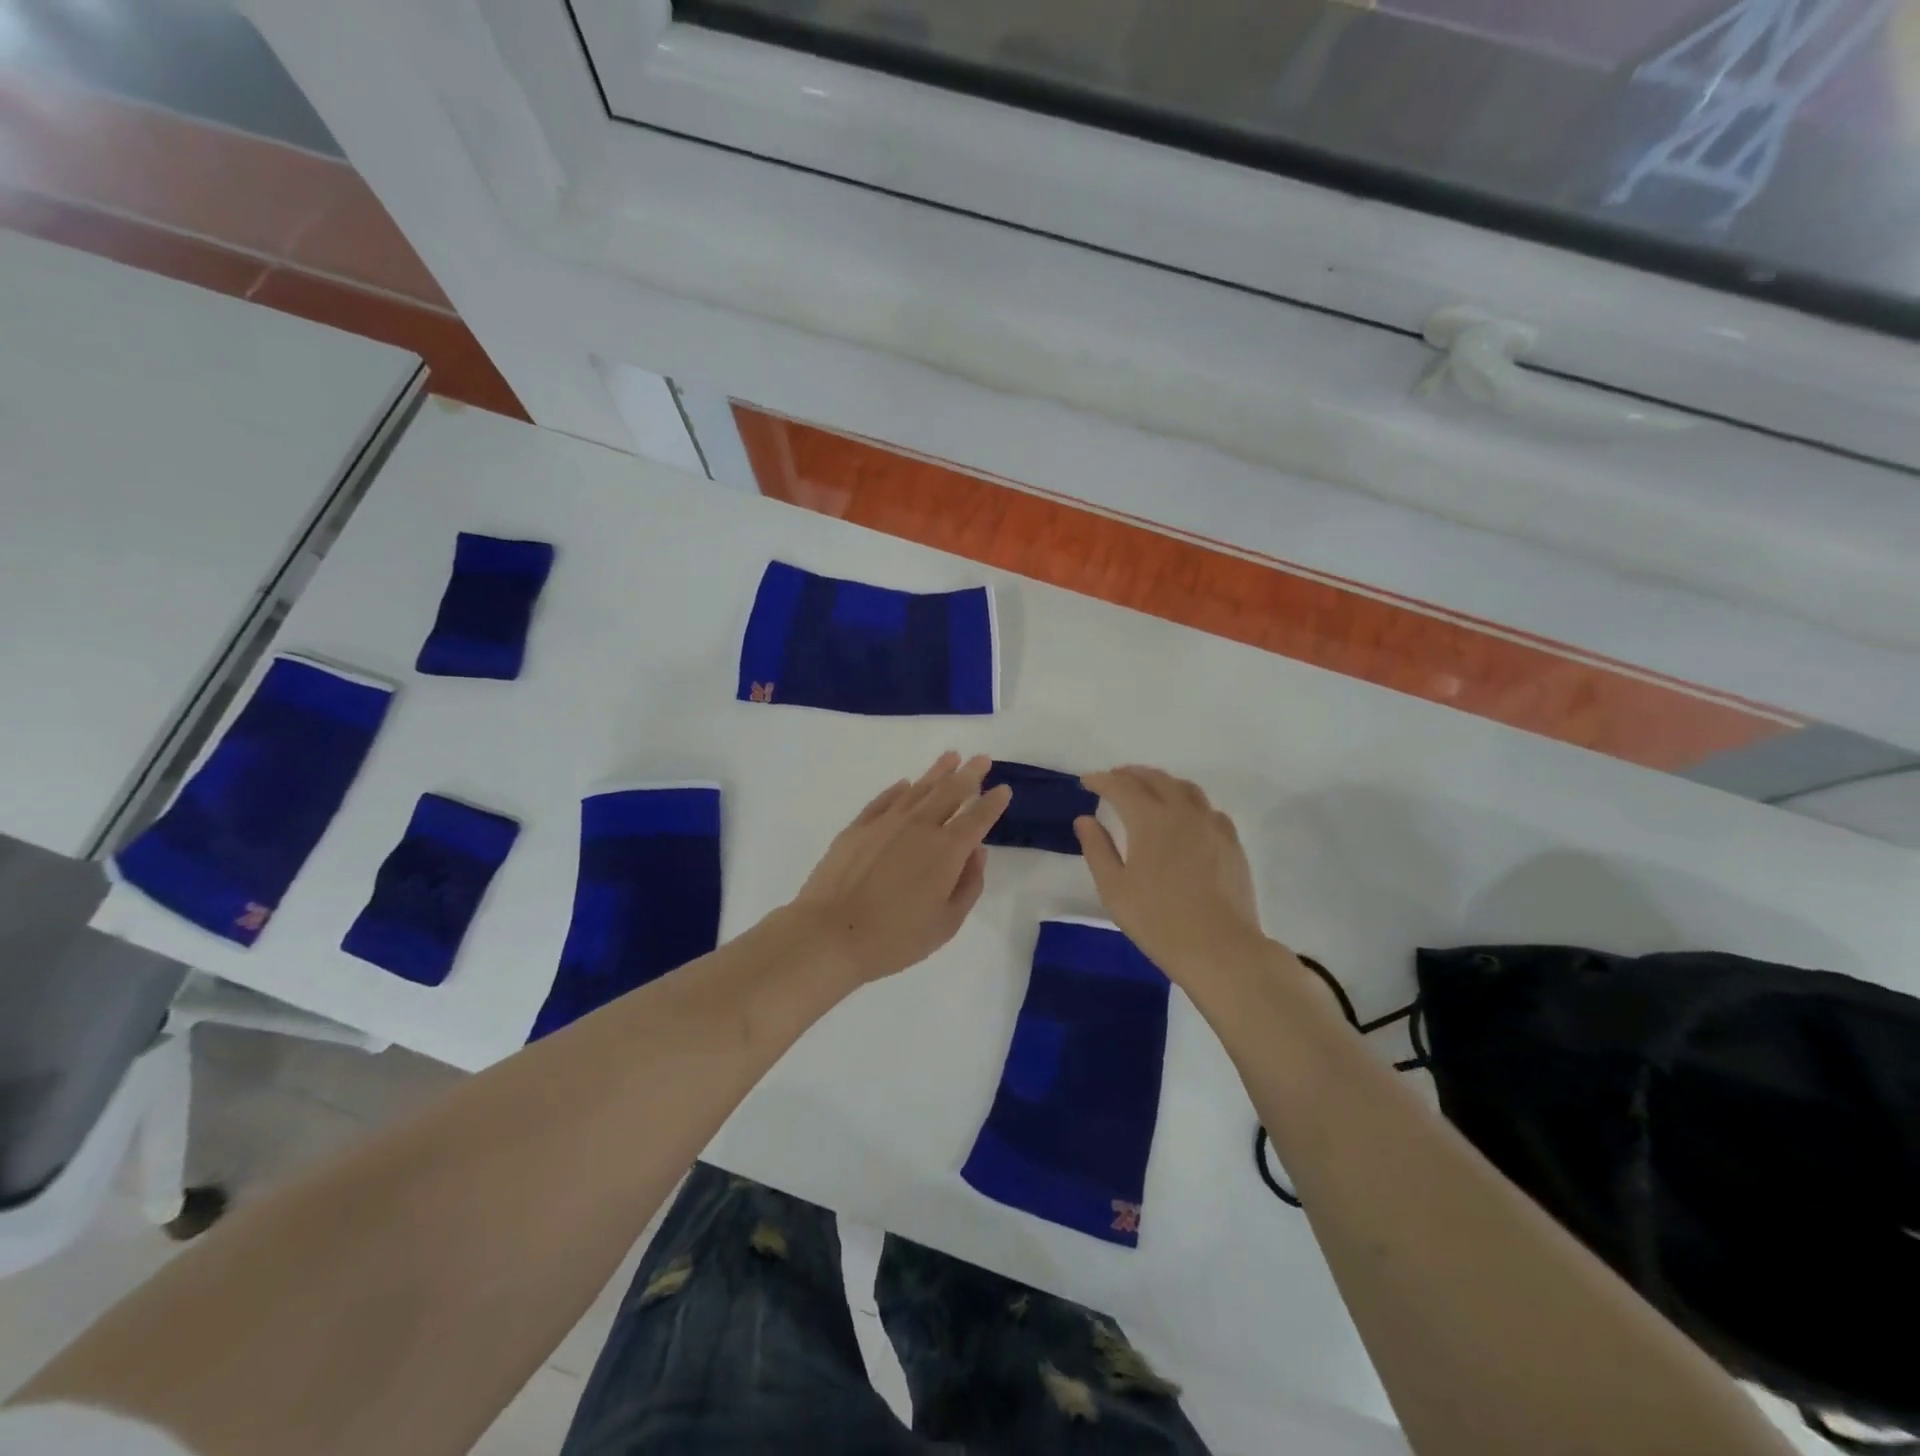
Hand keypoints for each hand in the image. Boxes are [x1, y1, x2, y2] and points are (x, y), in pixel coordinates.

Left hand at [791, 752, 1011, 984]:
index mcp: (947, 851)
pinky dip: (898, 790)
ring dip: (938, 772)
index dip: (993, 803)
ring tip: (951, 757)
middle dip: (970, 774)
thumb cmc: (895, 938)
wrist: (830, 933)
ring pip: (918, 789)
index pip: (977, 818)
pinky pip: (884, 800)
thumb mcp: (946, 923)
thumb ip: (968, 885)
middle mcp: (920, 827)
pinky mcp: (857, 827)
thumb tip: (977, 852)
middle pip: (950, 792)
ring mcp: (886, 823)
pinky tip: (905, 784)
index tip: (1004, 789)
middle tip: (982, 759)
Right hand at [1075, 766, 1272, 987]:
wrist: (1220, 948)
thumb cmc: (1158, 921)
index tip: (1087, 781)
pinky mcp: (1231, 842)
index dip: (1101, 781)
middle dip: (1131, 774)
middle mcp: (1182, 812)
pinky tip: (1185, 816)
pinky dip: (1189, 802)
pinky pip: (1208, 809)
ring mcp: (1212, 825)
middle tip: (1114, 778)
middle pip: (1155, 779)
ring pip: (1185, 788)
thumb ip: (1097, 849)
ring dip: (1161, 782)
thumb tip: (1085, 819)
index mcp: (1150, 820)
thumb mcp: (1114, 889)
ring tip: (1148, 789)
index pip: (1121, 787)